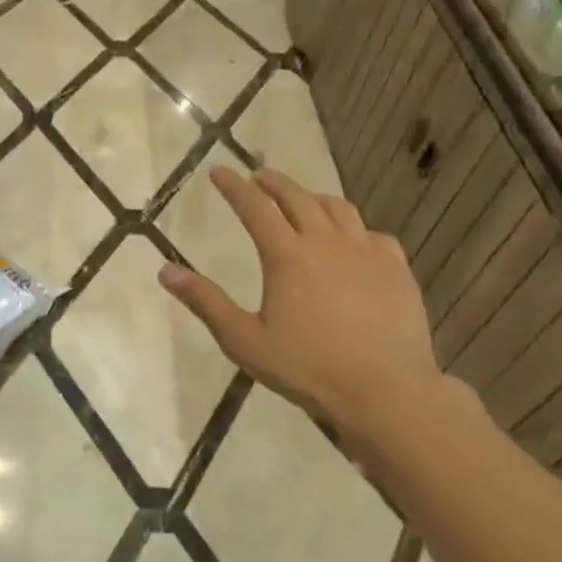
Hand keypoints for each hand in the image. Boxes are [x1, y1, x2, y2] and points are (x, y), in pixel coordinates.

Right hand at [158, 167, 442, 451]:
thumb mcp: (244, 340)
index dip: (234, 186)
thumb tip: (165, 270)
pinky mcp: (396, 267)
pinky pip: (372, 233)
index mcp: (286, 255)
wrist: (385, 390)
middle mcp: (326, 242)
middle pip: (297, 197)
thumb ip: (205, 302)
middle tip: (258, 176)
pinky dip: (354, 228)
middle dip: (273, 182)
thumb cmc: (307, 367)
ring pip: (337, 208)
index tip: (219, 171)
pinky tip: (352, 241)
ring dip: (313, 197)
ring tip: (302, 200)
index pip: (254, 207)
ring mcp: (366, 251)